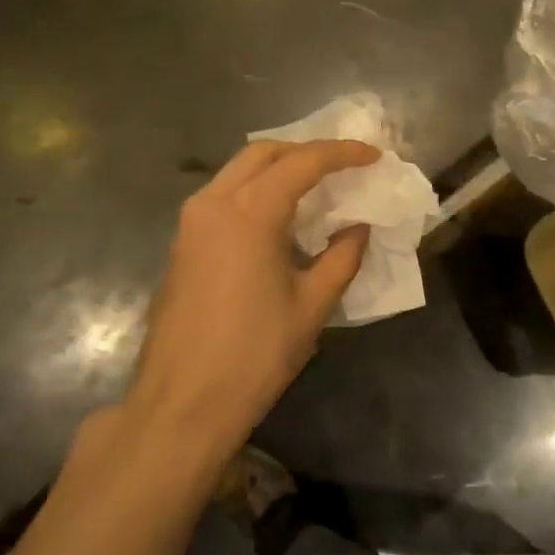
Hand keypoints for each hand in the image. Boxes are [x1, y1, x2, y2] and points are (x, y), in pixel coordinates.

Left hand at [118, 139, 378, 466]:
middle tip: (343, 167)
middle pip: (263, 153)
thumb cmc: (255, 354)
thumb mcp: (312, 306)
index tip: (374, 156)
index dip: (342, 153)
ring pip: (237, 172)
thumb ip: (342, 257)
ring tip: (316, 188)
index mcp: (249, 213)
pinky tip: (279, 219)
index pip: (303, 163)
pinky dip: (255, 191)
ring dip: (278, 169)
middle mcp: (213, 204)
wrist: (182, 403)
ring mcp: (191, 223)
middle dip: (306, 151)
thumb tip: (359, 227)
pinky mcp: (181, 244)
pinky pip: (222, 196)